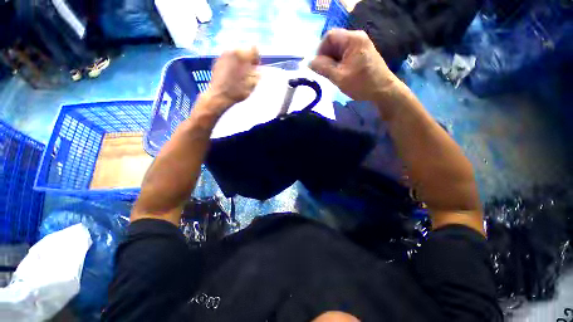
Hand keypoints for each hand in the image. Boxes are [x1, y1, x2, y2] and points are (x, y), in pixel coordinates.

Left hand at [204, 46, 260, 113]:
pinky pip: (229, 58)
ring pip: (237, 54)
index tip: (256, 67)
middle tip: (249, 72)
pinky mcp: (217, 60)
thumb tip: (259, 70)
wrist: (218, 96)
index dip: (257, 59)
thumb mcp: (251, 85)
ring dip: (240, 62)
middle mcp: (231, 51)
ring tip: (240, 74)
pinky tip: (232, 74)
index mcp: (241, 56)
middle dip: (248, 60)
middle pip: (245, 51)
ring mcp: (223, 55)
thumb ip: (257, 75)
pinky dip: (233, 64)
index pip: (254, 50)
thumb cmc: (236, 92)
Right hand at [310, 29, 398, 101]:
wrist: (383, 91)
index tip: (318, 66)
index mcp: (352, 39)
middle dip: (326, 57)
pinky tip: (339, 74)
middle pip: (334, 42)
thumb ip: (322, 68)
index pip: (329, 37)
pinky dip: (338, 64)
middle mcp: (357, 37)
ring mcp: (360, 45)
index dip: (320, 51)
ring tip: (333, 75)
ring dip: (332, 62)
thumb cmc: (361, 84)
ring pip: (338, 50)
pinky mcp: (362, 53)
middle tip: (325, 73)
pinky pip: (345, 55)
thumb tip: (309, 62)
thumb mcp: (339, 77)